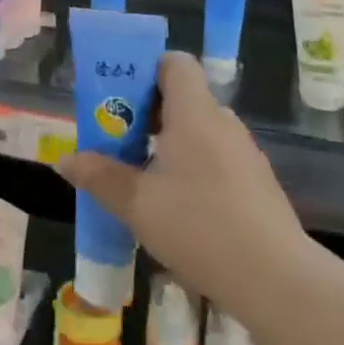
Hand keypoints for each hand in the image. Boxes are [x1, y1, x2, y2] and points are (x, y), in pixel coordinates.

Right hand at [59, 51, 310, 312]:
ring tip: (142, 178)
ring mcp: (245, 154)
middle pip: (183, 98)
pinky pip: (216, 159)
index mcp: (194, 113)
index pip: (175, 63)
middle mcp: (223, 123)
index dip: (146, 70)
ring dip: (169, 145)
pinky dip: (193, 169)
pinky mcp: (258, 184)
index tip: (121, 97)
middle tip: (118, 140)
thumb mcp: (137, 204)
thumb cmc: (200, 227)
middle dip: (148, 114)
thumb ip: (100, 177)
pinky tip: (178, 208)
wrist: (278, 281)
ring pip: (199, 132)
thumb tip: (65, 160)